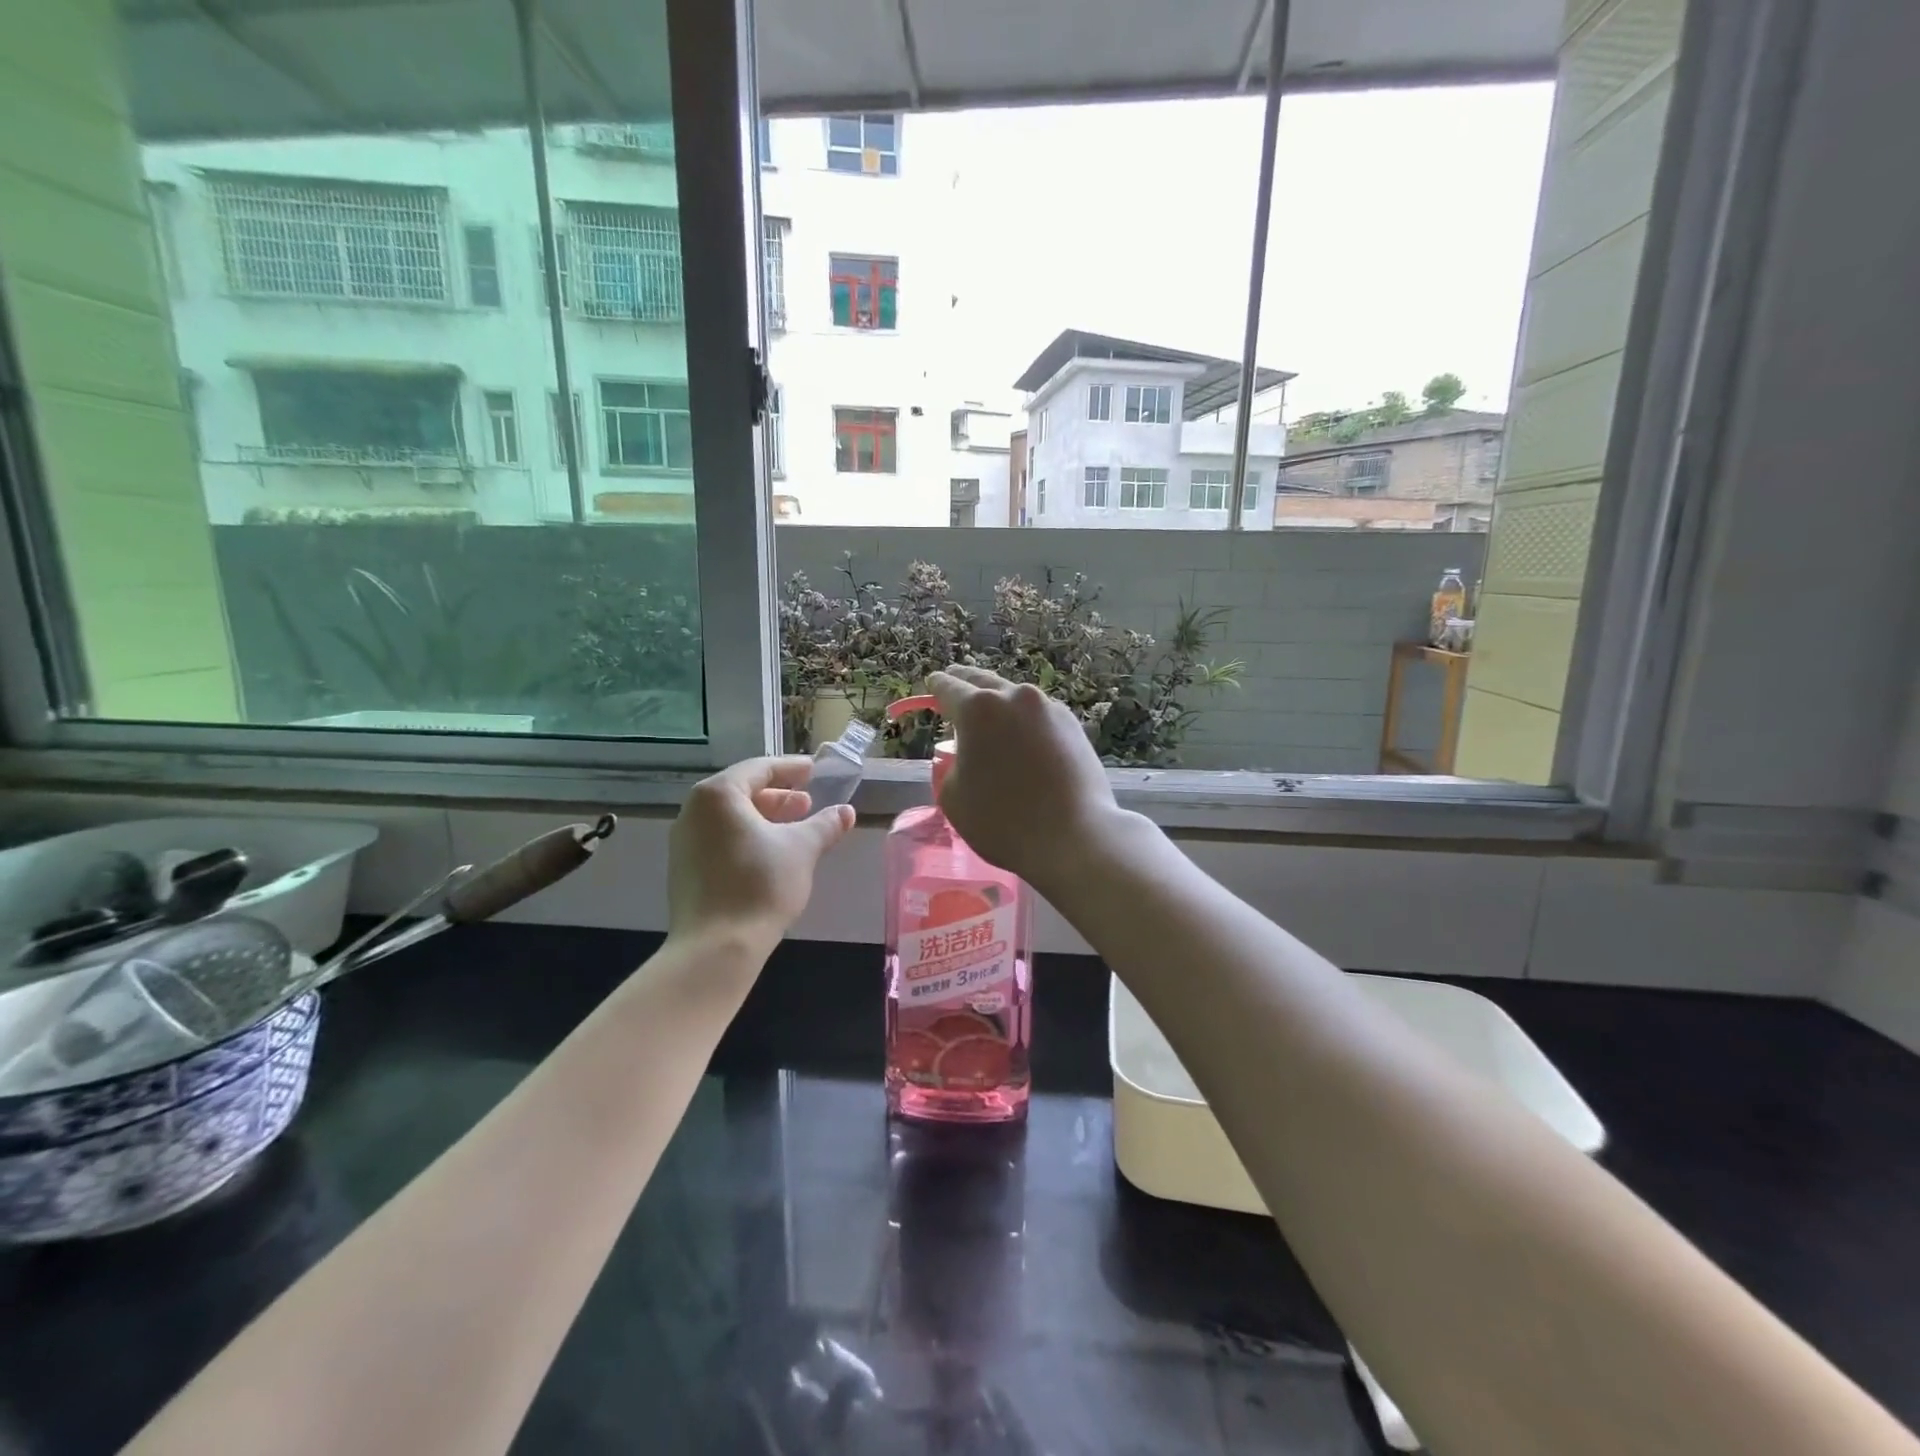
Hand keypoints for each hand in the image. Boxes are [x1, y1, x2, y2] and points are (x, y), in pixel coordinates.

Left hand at [668, 757, 854, 953]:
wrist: (716, 949)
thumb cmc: (760, 886)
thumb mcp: (802, 850)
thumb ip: (825, 825)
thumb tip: (846, 812)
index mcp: (718, 795)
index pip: (759, 768)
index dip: (791, 768)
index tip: (814, 770)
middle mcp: (694, 811)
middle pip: (741, 791)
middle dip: (778, 796)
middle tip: (807, 802)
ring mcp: (685, 842)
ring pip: (730, 818)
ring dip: (765, 819)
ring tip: (795, 828)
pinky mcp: (685, 869)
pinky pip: (720, 839)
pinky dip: (748, 837)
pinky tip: (772, 855)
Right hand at [927, 664, 1120, 891]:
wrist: (1074, 837)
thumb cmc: (1002, 821)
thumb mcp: (953, 797)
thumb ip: (951, 764)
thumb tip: (967, 755)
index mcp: (977, 709)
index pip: (948, 687)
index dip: (936, 686)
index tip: (933, 683)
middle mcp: (1015, 697)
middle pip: (983, 681)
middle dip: (966, 682)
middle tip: (955, 681)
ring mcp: (1049, 708)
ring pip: (1014, 697)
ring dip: (999, 702)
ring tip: (991, 717)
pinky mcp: (1073, 725)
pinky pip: (1039, 715)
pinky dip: (1025, 720)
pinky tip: (1023, 738)